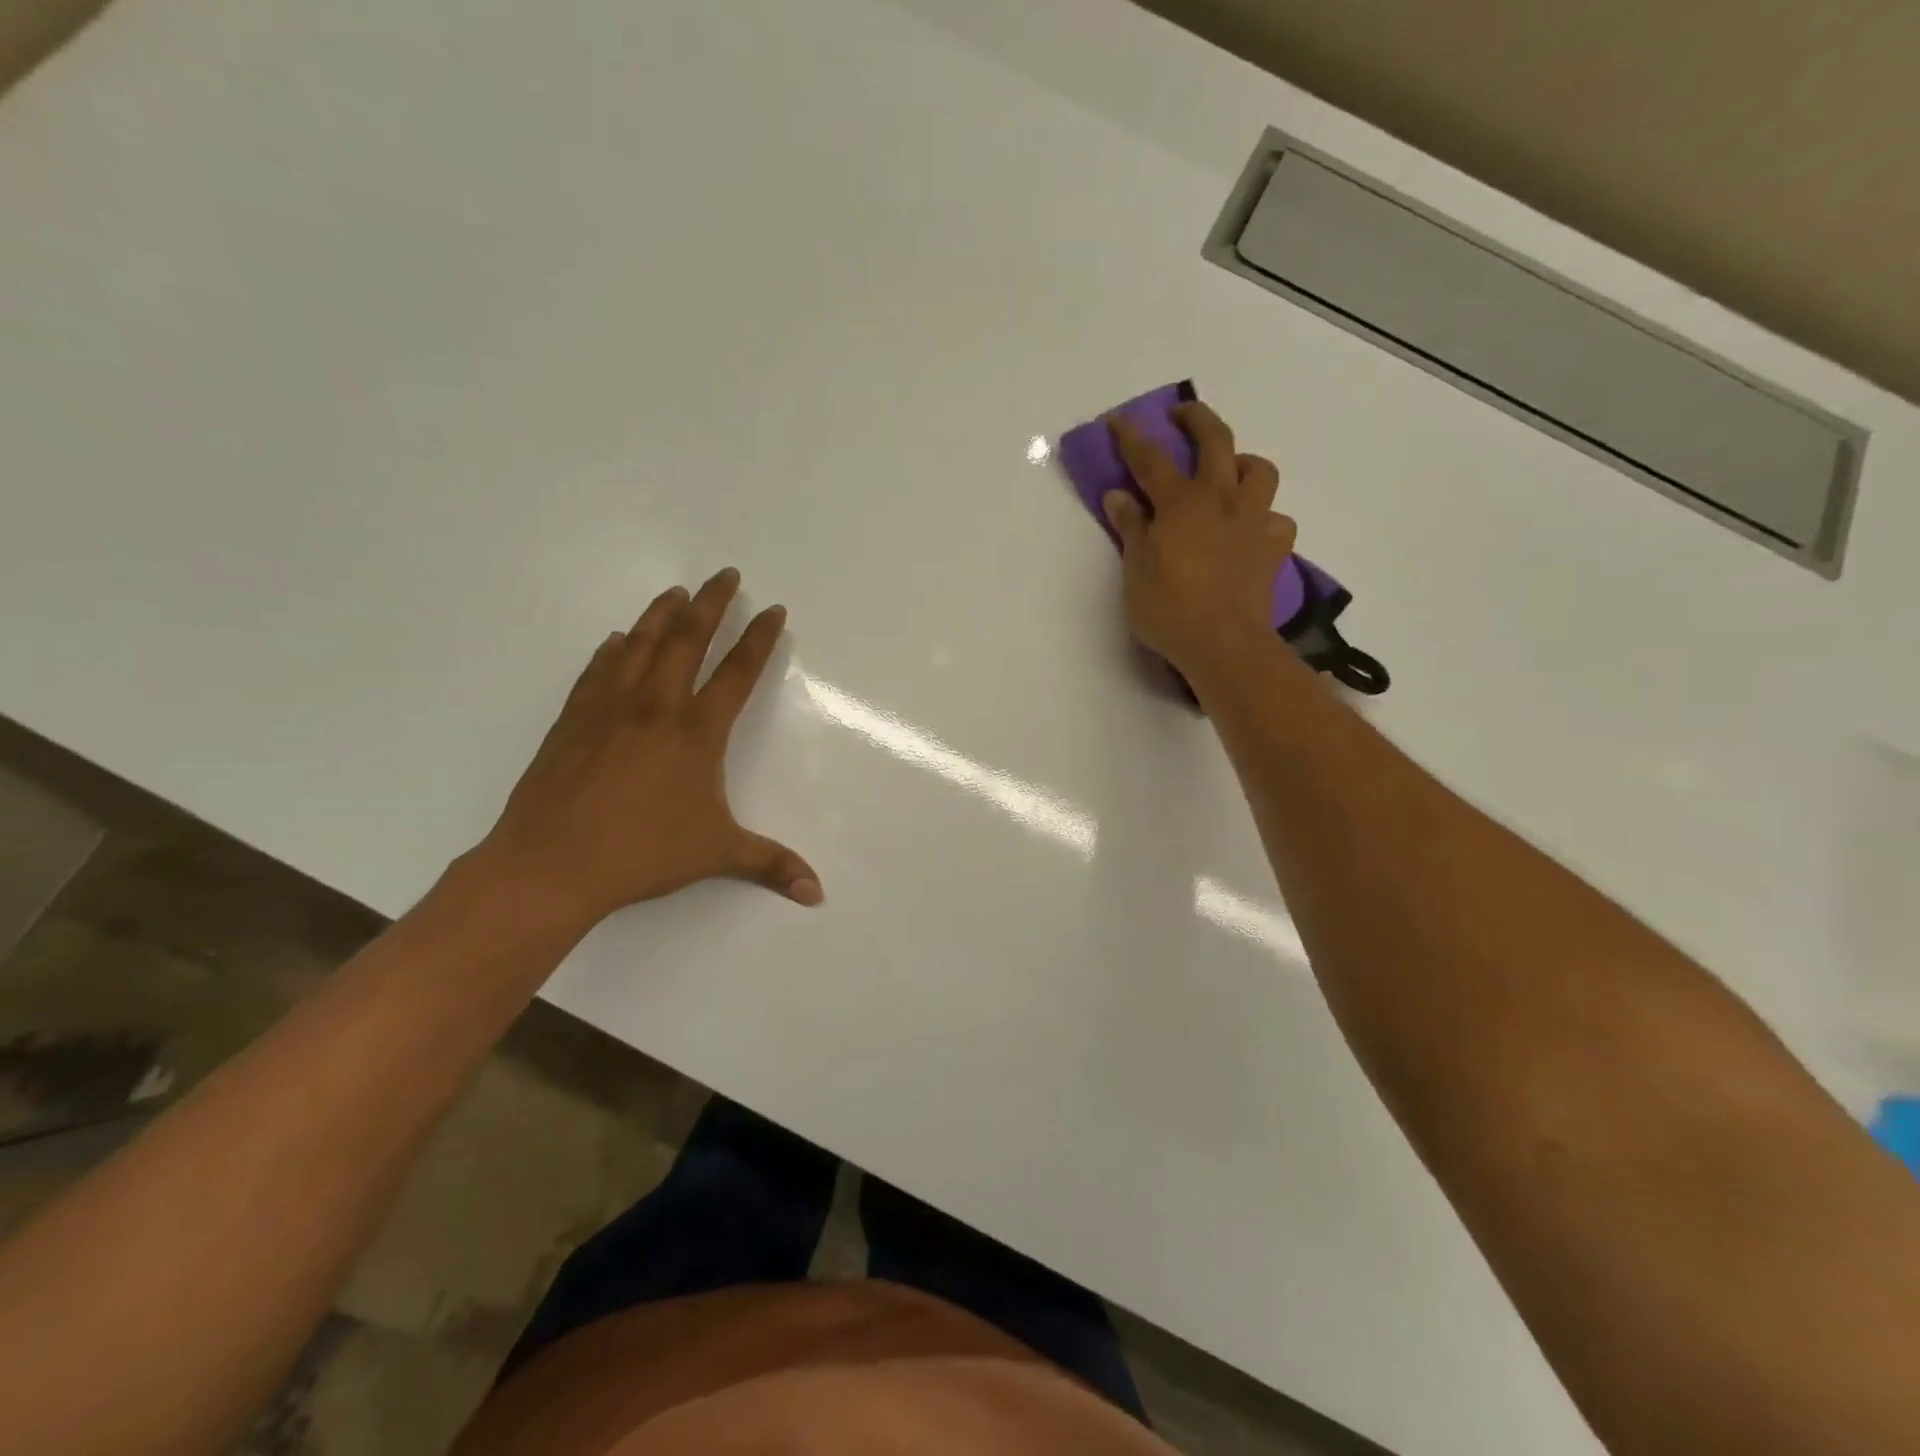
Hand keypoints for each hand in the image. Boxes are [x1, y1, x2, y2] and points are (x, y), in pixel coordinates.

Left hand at [474, 568, 821, 932]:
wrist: (553, 864)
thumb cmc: (643, 854)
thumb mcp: (717, 855)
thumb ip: (771, 864)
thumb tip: (817, 893)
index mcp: (696, 733)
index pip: (737, 673)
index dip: (759, 639)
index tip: (773, 610)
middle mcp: (656, 708)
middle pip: (687, 641)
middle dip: (711, 604)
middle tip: (725, 574)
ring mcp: (609, 710)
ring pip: (639, 645)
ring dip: (660, 614)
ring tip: (676, 592)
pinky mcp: (572, 722)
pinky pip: (596, 672)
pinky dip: (611, 651)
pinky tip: (615, 639)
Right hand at [1103, 401, 1296, 677]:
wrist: (1225, 644)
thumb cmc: (1170, 609)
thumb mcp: (1136, 571)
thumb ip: (1131, 528)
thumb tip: (1119, 495)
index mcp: (1181, 503)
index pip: (1151, 459)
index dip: (1132, 437)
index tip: (1119, 419)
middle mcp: (1222, 500)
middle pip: (1216, 440)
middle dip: (1196, 419)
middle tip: (1181, 414)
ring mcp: (1254, 521)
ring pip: (1259, 470)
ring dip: (1241, 461)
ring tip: (1229, 472)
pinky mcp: (1274, 548)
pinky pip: (1276, 519)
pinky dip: (1263, 518)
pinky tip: (1250, 531)